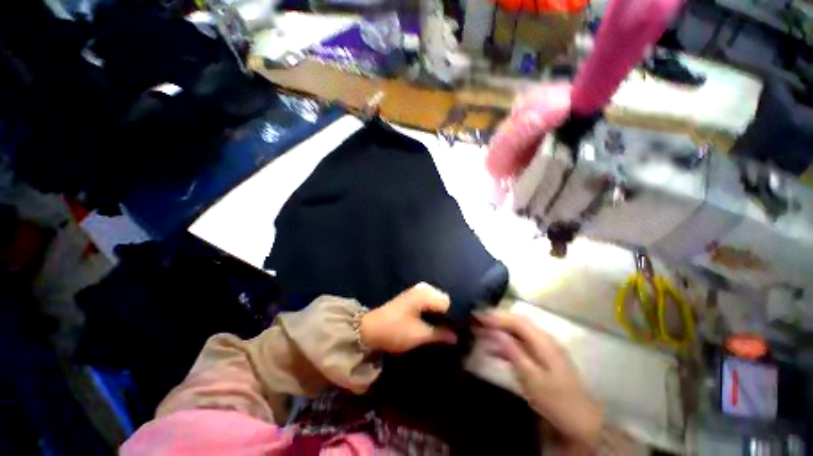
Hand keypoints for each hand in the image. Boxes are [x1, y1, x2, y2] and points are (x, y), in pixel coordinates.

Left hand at [360, 283, 457, 353]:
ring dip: (440, 314)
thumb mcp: (420, 335)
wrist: (370, 329)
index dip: (455, 317)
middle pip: (444, 300)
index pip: (449, 302)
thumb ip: (440, 334)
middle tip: (452, 331)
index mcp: (426, 294)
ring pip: (436, 301)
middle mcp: (423, 288)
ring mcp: (416, 291)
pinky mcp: (411, 297)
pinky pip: (429, 302)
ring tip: (445, 329)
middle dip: (448, 315)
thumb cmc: (396, 330)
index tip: (459, 331)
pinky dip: (433, 311)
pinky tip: (434, 322)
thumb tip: (457, 337)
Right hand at [478, 311, 602, 451]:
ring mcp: (543, 349)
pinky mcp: (541, 358)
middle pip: (517, 322)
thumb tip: (495, 331)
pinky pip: (519, 344)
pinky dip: (505, 343)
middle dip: (496, 319)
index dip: (496, 316)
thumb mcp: (531, 378)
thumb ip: (513, 352)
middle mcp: (544, 339)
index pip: (517, 321)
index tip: (478, 315)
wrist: (579, 421)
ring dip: (499, 330)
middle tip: (476, 319)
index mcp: (543, 341)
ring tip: (480, 331)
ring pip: (517, 332)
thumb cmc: (555, 400)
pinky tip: (492, 349)